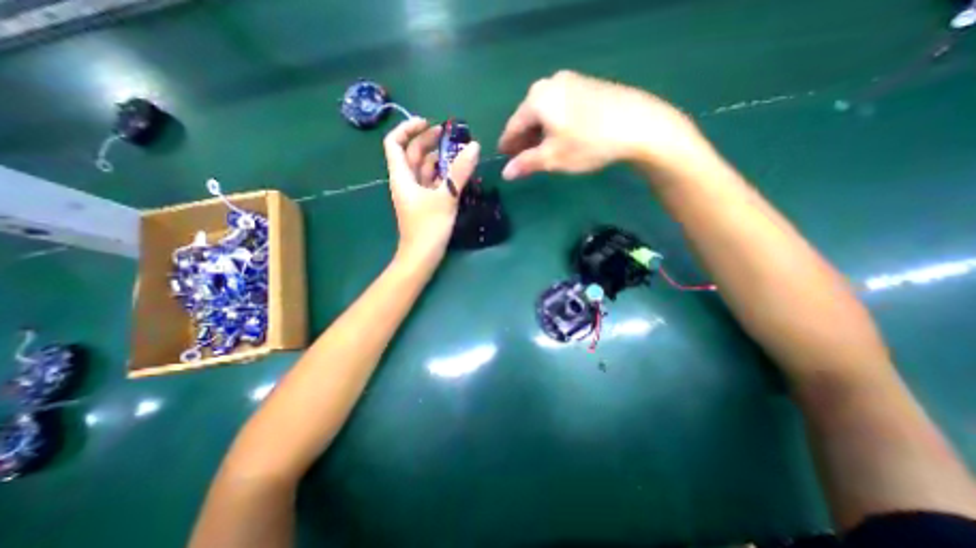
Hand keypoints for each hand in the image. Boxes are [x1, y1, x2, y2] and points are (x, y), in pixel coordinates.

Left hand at [386, 115, 482, 259]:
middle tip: (450, 135)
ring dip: (438, 158)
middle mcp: (406, 182)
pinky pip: (432, 182)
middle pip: (412, 153)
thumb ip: (460, 172)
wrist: (421, 257)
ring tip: (458, 151)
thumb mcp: (445, 197)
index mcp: (402, 176)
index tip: (428, 123)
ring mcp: (416, 193)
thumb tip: (474, 146)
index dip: (408, 128)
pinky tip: (457, 172)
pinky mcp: (425, 204)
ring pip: (424, 168)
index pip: (395, 143)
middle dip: (428, 141)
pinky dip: (443, 174)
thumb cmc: (428, 227)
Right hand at [503, 71, 709, 180]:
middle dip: (524, 139)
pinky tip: (559, 138)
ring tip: (540, 152)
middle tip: (522, 158)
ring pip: (545, 113)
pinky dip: (554, 125)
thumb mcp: (553, 157)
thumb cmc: (588, 143)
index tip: (504, 157)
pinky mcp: (587, 87)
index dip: (507, 144)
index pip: (513, 125)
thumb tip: (506, 173)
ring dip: (539, 133)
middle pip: (529, 117)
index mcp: (537, 98)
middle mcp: (550, 83)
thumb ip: (526, 164)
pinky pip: (560, 108)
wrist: (638, 125)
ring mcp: (571, 82)